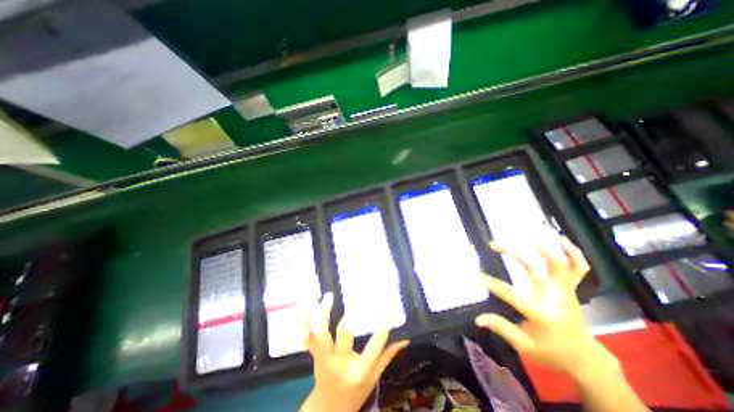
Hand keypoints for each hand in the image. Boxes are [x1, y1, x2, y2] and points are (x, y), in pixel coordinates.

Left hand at [300, 292, 409, 411]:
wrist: (327, 411)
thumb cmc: (354, 393)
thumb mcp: (374, 378)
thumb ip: (387, 356)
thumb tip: (405, 338)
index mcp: (359, 370)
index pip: (375, 345)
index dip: (383, 327)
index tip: (389, 310)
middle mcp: (341, 363)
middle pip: (343, 336)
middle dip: (348, 320)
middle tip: (354, 304)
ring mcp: (324, 359)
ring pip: (320, 334)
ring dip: (322, 314)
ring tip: (328, 297)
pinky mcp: (314, 355)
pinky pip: (307, 338)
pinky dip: (304, 323)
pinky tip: (308, 307)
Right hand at [476, 236, 617, 378]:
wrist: (585, 359)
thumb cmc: (551, 352)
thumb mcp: (524, 345)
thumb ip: (502, 328)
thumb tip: (478, 319)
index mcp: (541, 313)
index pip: (509, 293)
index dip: (489, 282)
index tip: (473, 274)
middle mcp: (555, 298)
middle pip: (533, 268)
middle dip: (512, 252)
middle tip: (493, 244)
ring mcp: (566, 291)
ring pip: (558, 263)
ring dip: (542, 246)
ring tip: (525, 235)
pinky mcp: (572, 289)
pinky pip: (579, 268)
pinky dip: (574, 252)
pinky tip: (562, 238)